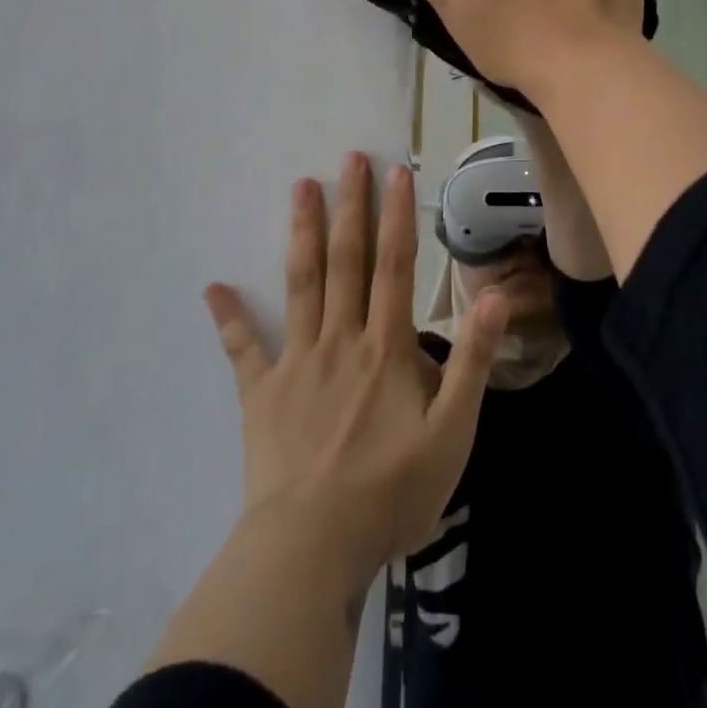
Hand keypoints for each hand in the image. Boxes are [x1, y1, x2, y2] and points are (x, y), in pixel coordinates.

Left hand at [204, 154, 508, 594]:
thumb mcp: (453, 433)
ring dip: (302, 233)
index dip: (397, 217)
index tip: (395, 172)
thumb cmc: (391, 492)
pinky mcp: (261, 394)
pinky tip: (213, 287)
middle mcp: (340, 339)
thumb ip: (472, 361)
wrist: (313, 548)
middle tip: (348, 159)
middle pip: (346, 261)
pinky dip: (229, 318)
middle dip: (350, 206)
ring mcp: (296, 363)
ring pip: (301, 284)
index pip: (395, 266)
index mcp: (386, 347)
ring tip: (301, 187)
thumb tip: (494, 296)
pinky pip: (243, 350)